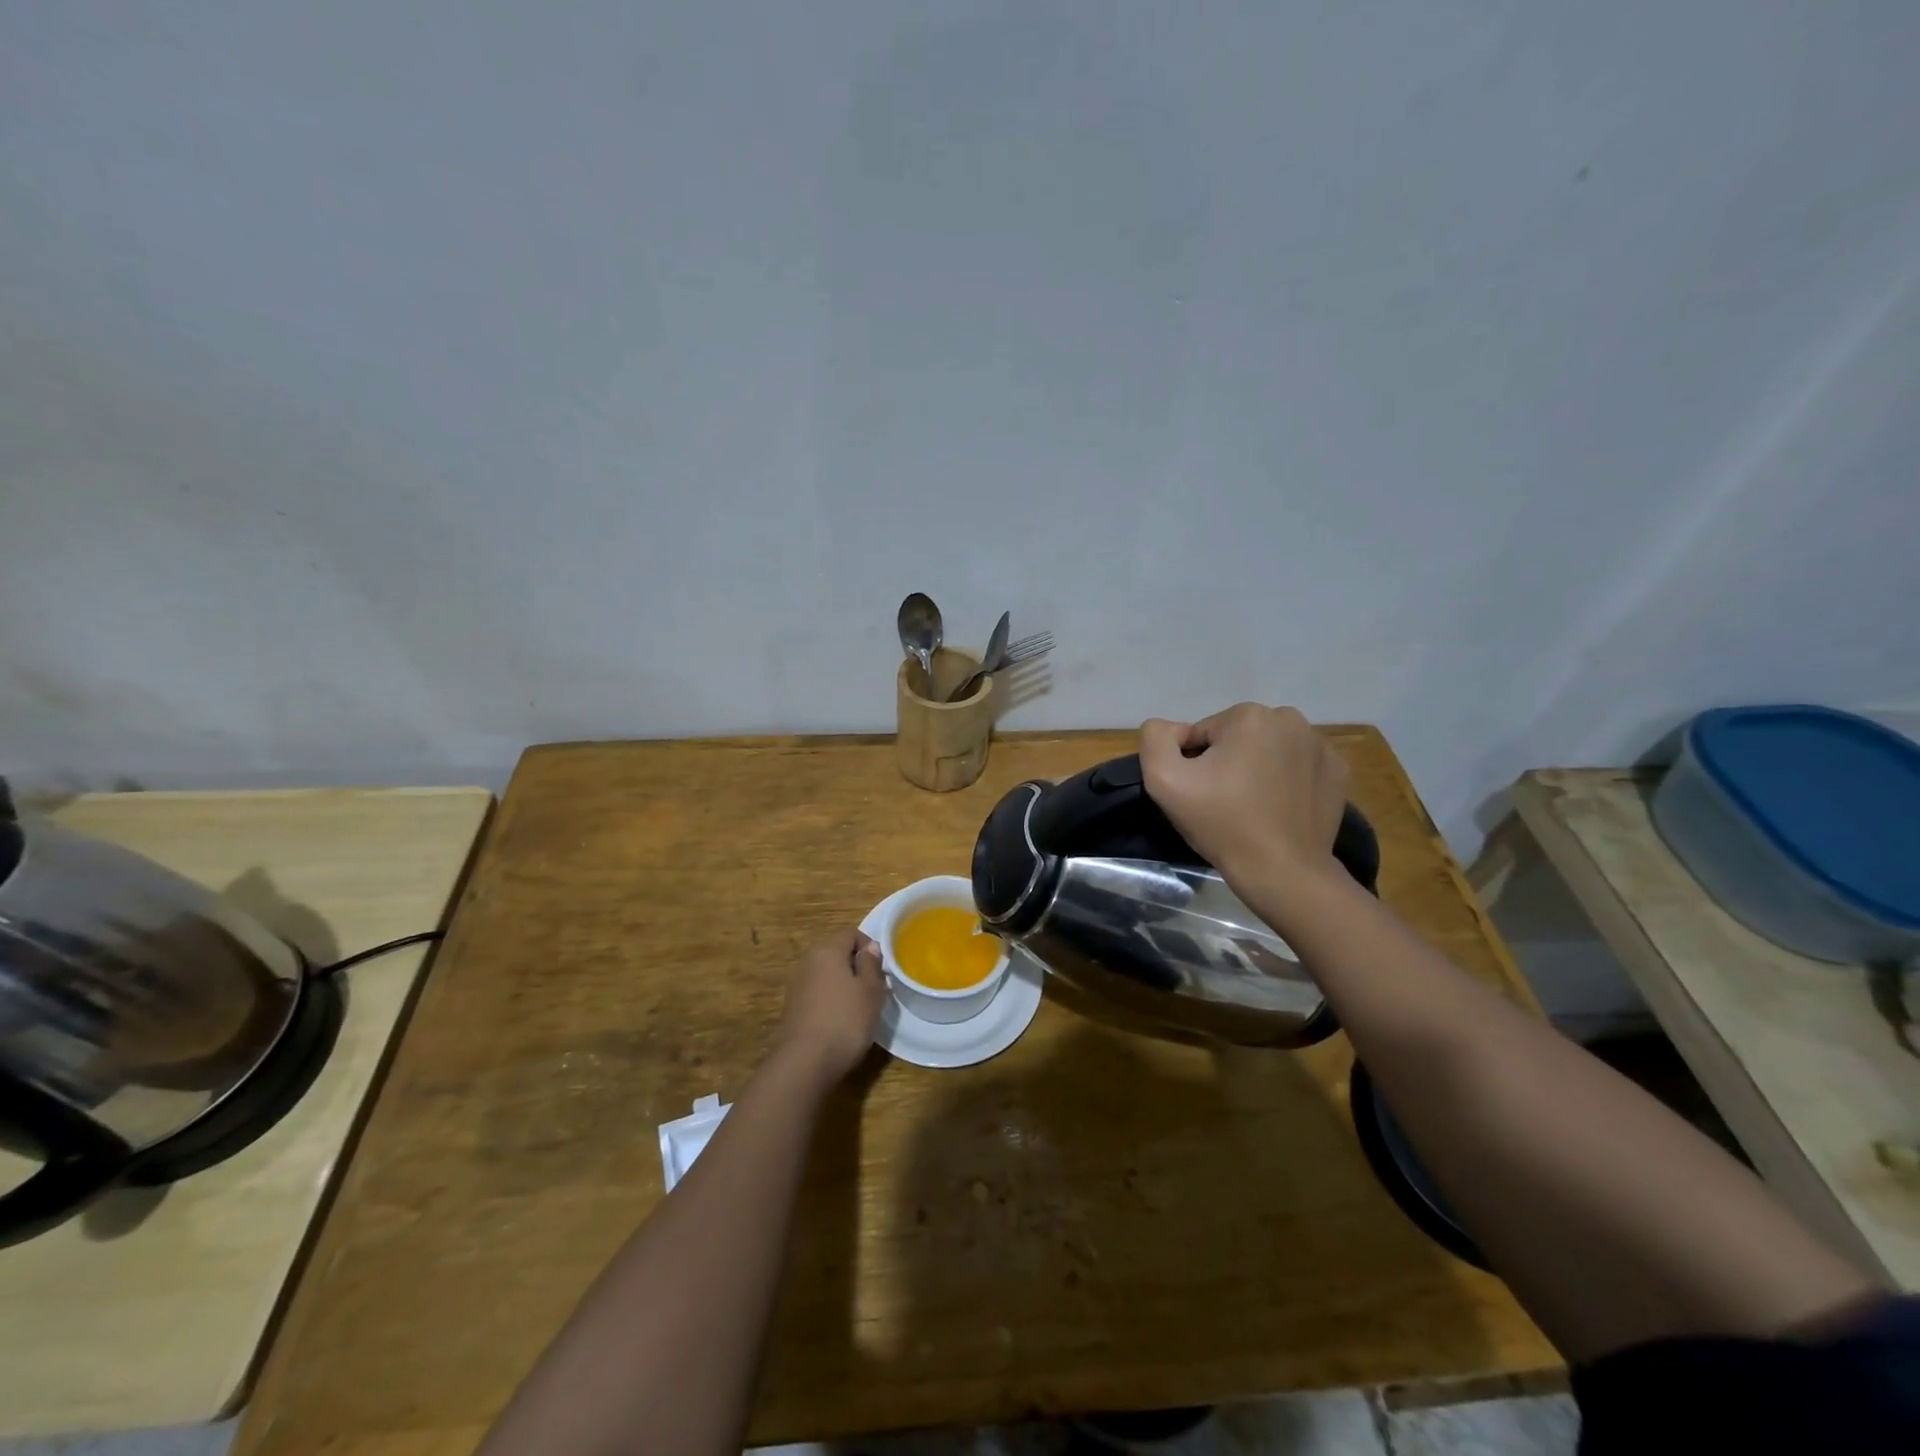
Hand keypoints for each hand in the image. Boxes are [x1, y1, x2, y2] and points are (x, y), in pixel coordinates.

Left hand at [774, 928, 887, 1082]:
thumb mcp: (871, 991)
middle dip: (855, 964)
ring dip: (842, 983)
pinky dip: (830, 998)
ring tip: (859, 1006)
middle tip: (873, 987)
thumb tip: (869, 947)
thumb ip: (871, 965)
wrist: (805, 1062)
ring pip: (825, 973)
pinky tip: (840, 1020)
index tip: (881, 968)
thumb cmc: (846, 1020)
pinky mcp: (792, 1007)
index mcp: (827, 950)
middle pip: (835, 952)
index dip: (868, 945)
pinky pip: (816, 992)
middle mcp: (808, 961)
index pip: (849, 933)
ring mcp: (797, 985)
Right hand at [1139, 704, 1350, 886]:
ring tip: (1252, 807)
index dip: (1193, 764)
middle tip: (1223, 802)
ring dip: (1256, 769)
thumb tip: (1172, 729)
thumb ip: (1155, 738)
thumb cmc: (1221, 823)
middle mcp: (1290, 719)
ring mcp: (1320, 745)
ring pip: (1268, 750)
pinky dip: (1286, 781)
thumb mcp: (1164, 779)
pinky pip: (1297, 766)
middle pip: (1237, 738)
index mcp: (1248, 716)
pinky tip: (1279, 809)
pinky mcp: (1338, 771)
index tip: (1200, 794)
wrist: (1282, 871)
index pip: (1202, 734)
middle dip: (1226, 762)